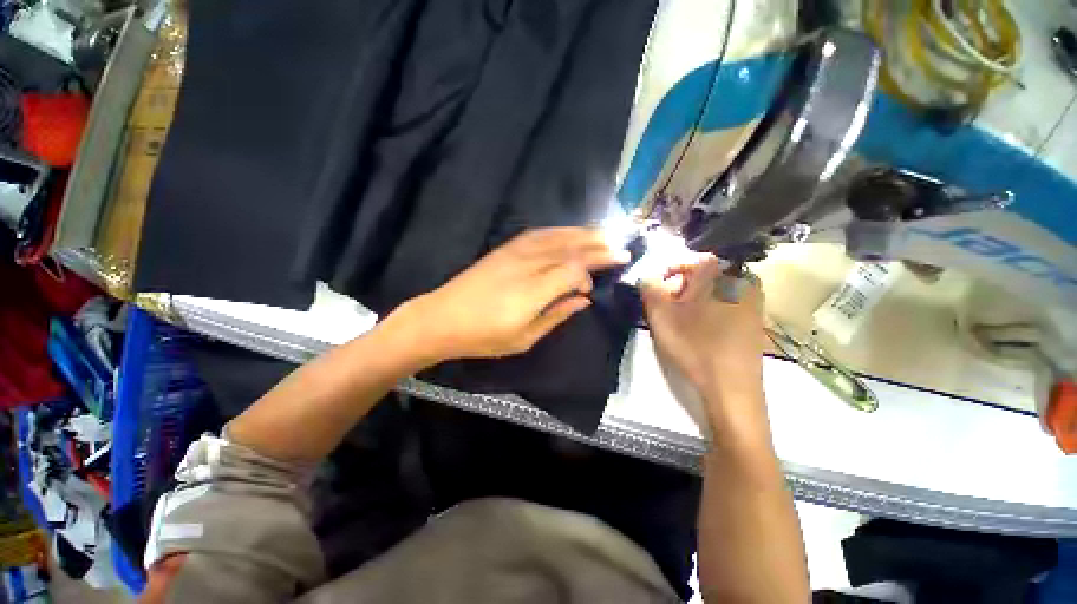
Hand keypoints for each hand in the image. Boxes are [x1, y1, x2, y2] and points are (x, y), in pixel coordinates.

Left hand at [394, 228, 628, 361]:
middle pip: (571, 248)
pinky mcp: (506, 248)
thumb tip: (583, 299)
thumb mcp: (524, 337)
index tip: (597, 284)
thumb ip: (557, 315)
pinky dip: (559, 231)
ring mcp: (516, 252)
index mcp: (535, 290)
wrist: (442, 317)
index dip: (592, 273)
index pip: (575, 270)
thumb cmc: (484, 336)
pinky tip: (569, 232)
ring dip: (583, 234)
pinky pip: (539, 234)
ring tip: (602, 235)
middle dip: (598, 246)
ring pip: (557, 236)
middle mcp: (529, 264)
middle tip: (620, 247)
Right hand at [640, 254, 764, 406]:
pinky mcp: (756, 319)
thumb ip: (649, 288)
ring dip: (694, 300)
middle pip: (703, 275)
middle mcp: (741, 280)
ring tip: (682, 320)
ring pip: (714, 290)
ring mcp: (753, 300)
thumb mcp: (661, 316)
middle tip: (667, 308)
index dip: (668, 272)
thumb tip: (646, 276)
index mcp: (720, 273)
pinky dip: (710, 309)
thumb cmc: (694, 346)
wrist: (733, 387)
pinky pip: (727, 303)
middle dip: (681, 288)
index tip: (656, 289)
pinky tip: (701, 329)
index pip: (690, 259)